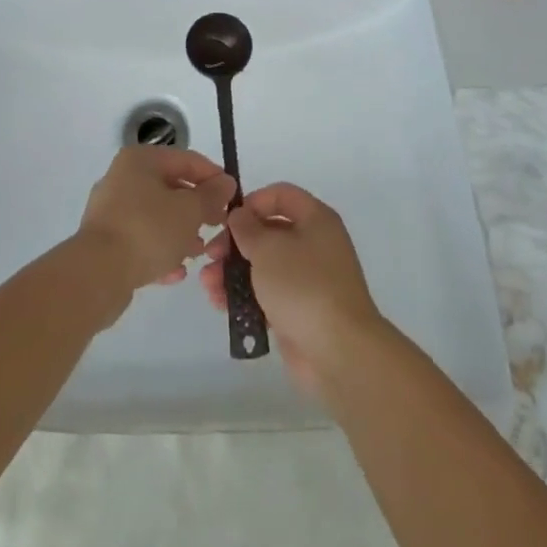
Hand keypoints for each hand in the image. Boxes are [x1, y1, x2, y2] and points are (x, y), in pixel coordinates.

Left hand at [78, 145, 234, 295]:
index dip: (213, 177)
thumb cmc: (148, 230)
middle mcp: (123, 178)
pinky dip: (160, 251)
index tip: (232, 198)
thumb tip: (226, 182)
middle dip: (197, 209)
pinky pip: (141, 239)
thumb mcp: (189, 210)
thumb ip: (211, 195)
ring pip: (157, 216)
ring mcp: (112, 210)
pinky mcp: (106, 241)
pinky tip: (176, 271)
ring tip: (200, 252)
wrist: (97, 274)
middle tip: (218, 226)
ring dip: (181, 233)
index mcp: (141, 160)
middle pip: (171, 188)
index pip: (186, 160)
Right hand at [201, 182, 384, 396]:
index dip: (252, 202)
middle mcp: (314, 244)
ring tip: (208, 285)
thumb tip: (240, 216)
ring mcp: (308, 279)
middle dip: (235, 243)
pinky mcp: (299, 311)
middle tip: (210, 255)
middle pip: (269, 232)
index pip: (281, 195)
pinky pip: (267, 295)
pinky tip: (220, 304)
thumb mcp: (269, 249)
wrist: (339, 352)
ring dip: (233, 271)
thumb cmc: (303, 286)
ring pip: (264, 266)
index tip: (227, 220)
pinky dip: (245, 296)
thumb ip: (248, 229)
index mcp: (316, 219)